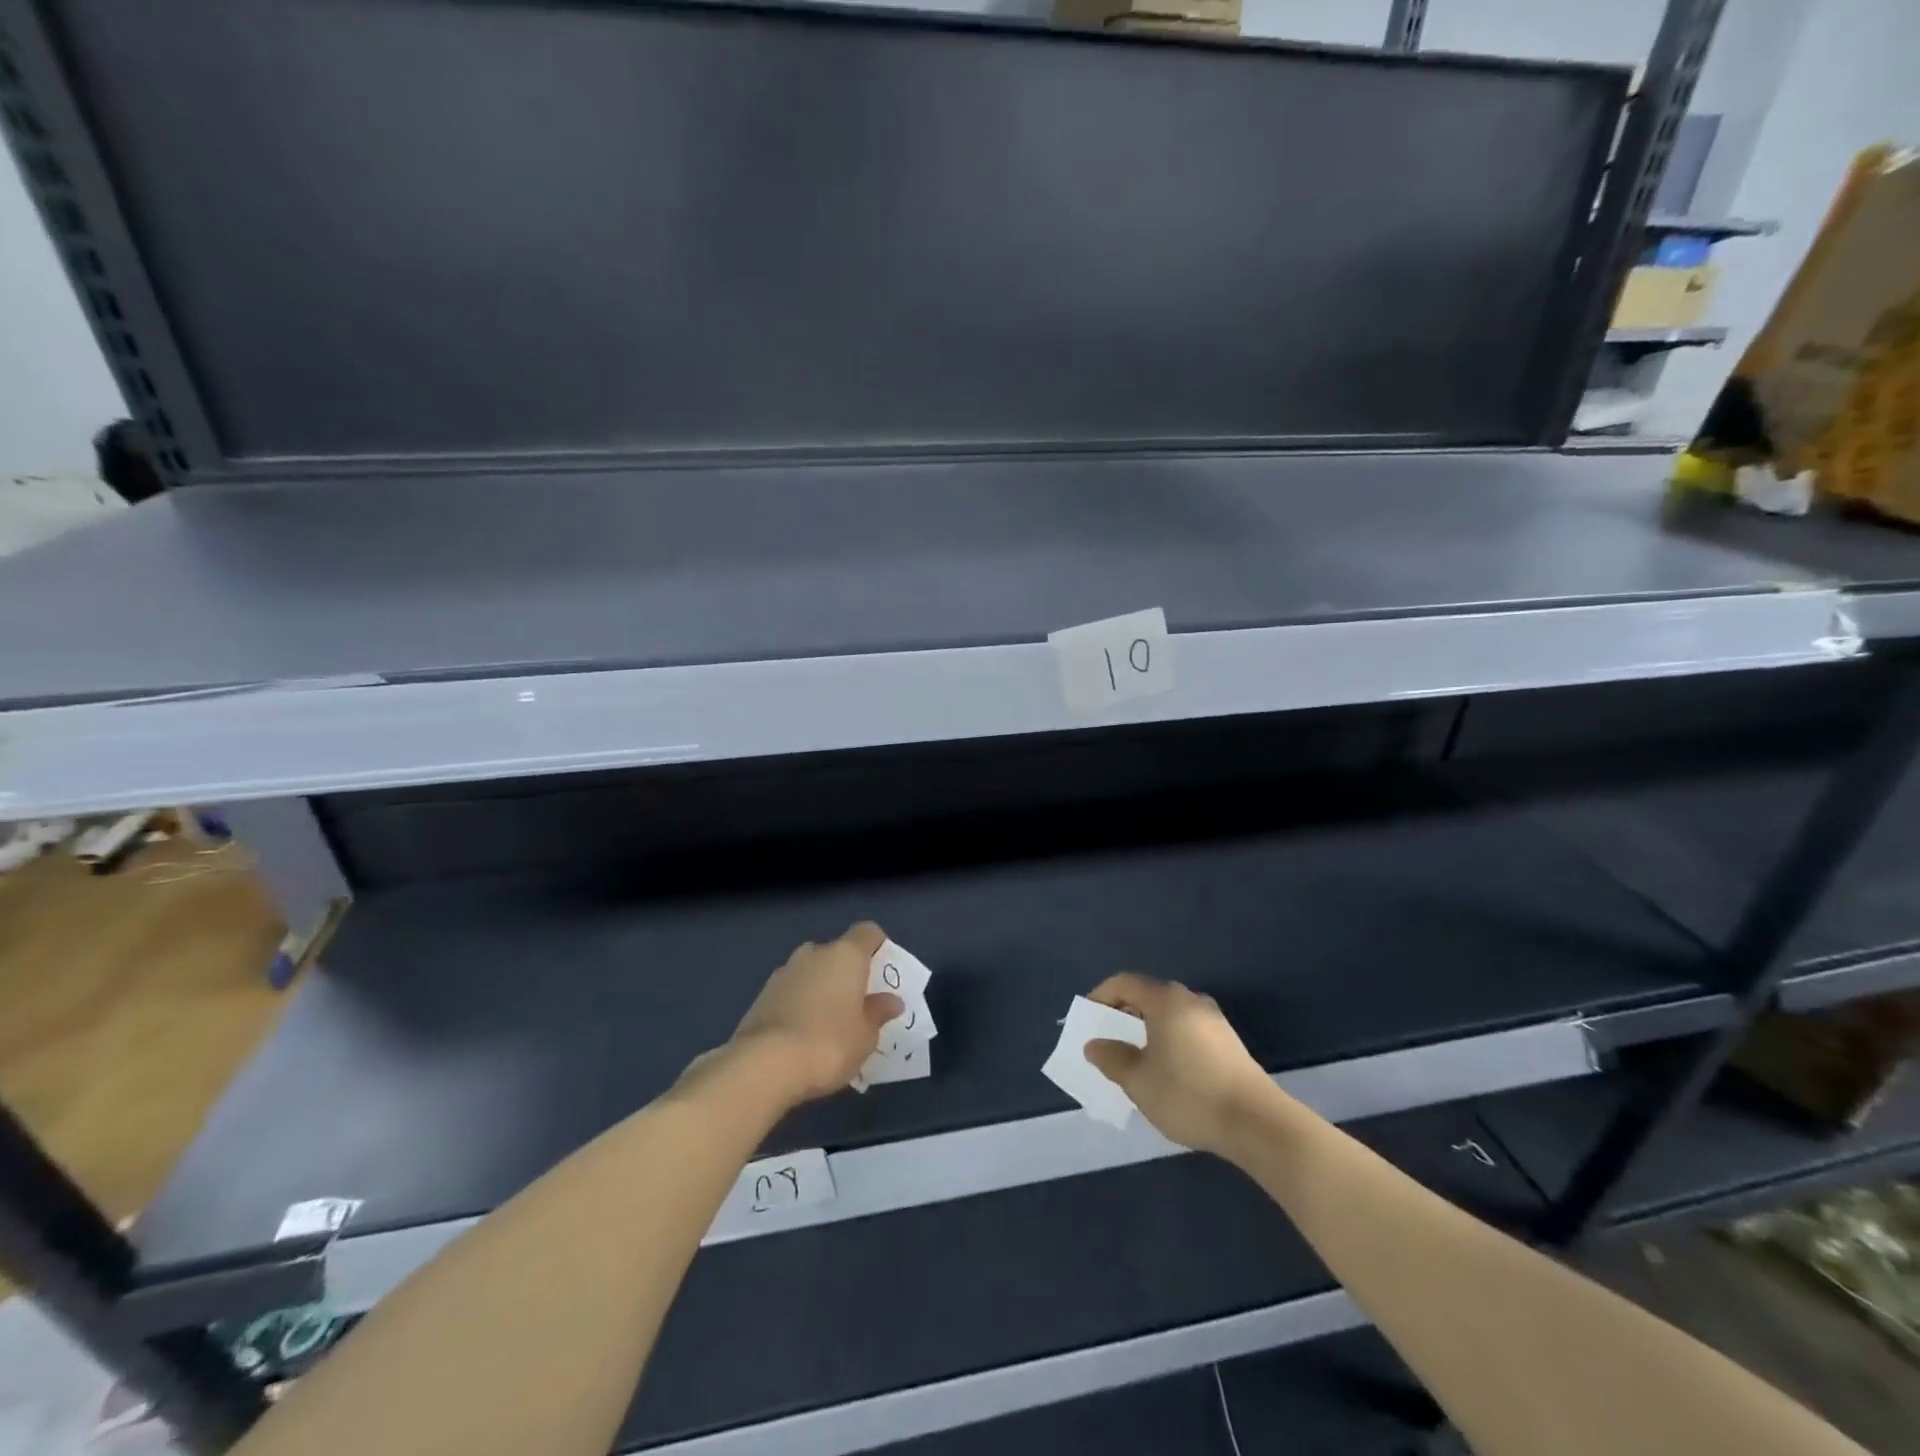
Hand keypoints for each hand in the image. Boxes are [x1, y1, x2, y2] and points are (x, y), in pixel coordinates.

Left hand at [727, 922, 903, 1105]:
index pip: (867, 932)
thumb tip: (891, 1000)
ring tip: (828, 1024)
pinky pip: (790, 992)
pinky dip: (799, 1004)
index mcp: (845, 955)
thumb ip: (878, 1013)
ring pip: (811, 972)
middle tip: (857, 1004)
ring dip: (820, 988)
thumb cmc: (829, 1043)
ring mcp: (784, 972)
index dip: (877, 946)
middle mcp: (814, 954)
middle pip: (837, 952)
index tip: (883, 969)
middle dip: (846, 972)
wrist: (764, 1065)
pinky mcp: (761, 995)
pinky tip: (802, 1035)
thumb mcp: (865, 1035)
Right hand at [1082, 973, 1275, 1157]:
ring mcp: (1213, 1020)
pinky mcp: (1228, 1043)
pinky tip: (1167, 1071)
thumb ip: (1112, 1058)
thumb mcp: (1139, 1081)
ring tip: (1135, 1058)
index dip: (1101, 996)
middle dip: (1124, 1014)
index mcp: (1165, 1000)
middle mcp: (1190, 1000)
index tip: (1087, 1019)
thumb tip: (1094, 1044)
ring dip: (1147, 1029)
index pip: (1124, 983)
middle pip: (1148, 996)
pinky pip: (1187, 1029)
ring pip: (1169, 1014)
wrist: (1257, 1123)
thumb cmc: (1189, 1095)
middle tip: (1108, 1039)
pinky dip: (1168, 1040)